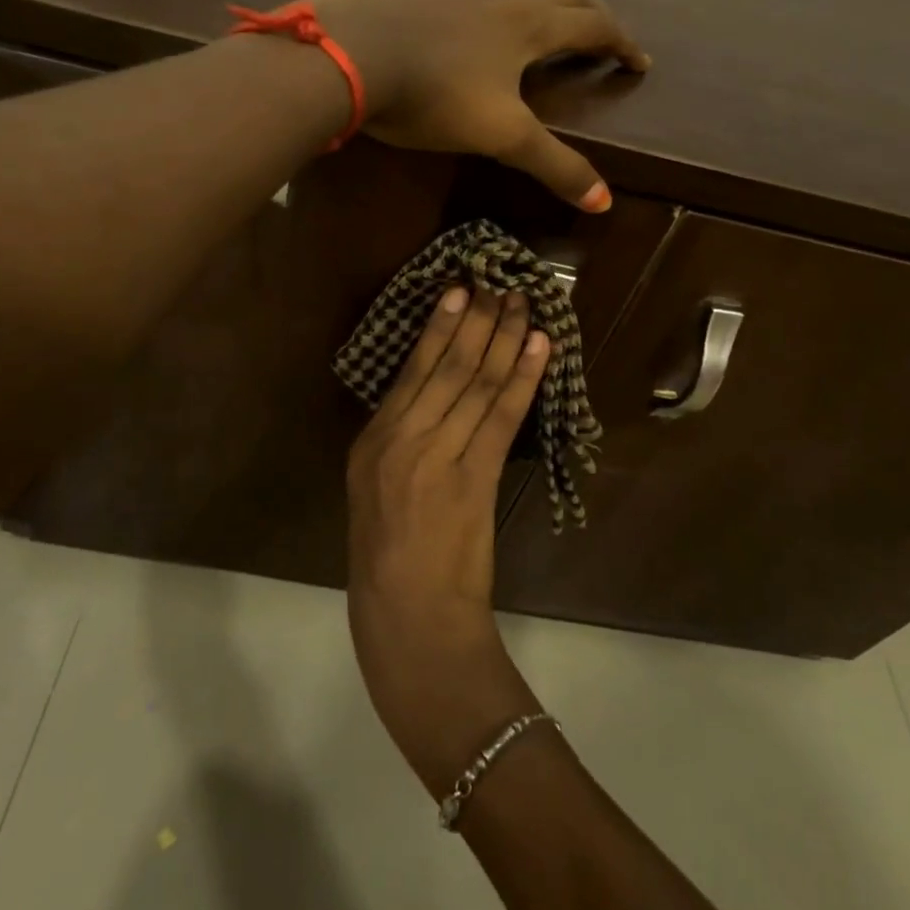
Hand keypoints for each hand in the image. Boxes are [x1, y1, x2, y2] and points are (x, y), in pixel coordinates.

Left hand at [311, 0, 648, 211]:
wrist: (347, 53)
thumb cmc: (434, 93)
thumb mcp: (500, 136)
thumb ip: (552, 165)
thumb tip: (604, 201)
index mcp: (529, 25)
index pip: (594, 25)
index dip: (622, 43)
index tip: (639, 62)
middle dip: (592, 16)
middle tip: (603, 39)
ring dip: (541, 11)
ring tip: (539, 40)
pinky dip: (491, 15)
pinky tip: (468, 39)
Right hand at [345, 284, 549, 790]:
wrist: (409, 626)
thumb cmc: (384, 566)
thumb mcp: (374, 497)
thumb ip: (399, 447)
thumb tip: (433, 401)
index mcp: (371, 445)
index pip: (411, 372)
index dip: (439, 327)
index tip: (459, 291)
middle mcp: (400, 442)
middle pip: (446, 368)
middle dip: (476, 321)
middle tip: (498, 283)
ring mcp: (437, 459)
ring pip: (474, 384)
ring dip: (503, 339)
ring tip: (523, 303)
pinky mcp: (473, 481)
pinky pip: (501, 417)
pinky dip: (522, 378)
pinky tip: (538, 347)